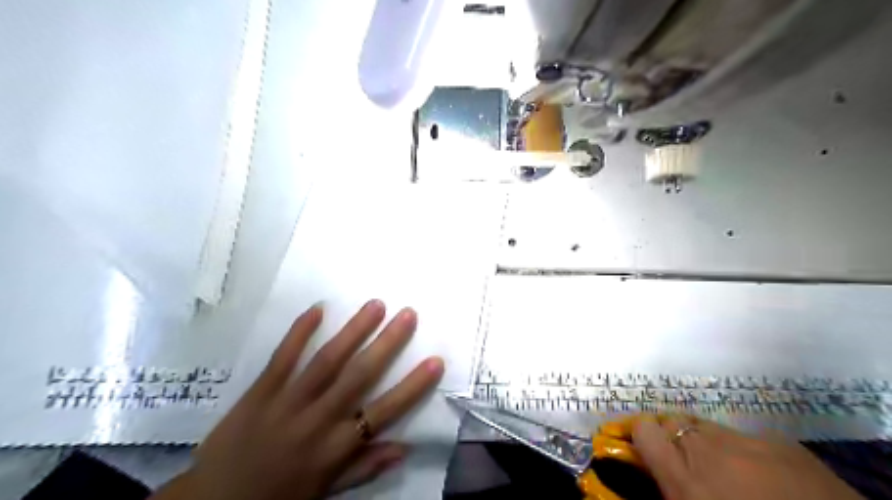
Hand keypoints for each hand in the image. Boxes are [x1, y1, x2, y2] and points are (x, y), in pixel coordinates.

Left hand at [154, 301, 448, 499]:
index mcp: (335, 447)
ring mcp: (286, 402)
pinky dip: (299, 333)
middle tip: (408, 315)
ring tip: (375, 305)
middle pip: (358, 377)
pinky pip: (282, 358)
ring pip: (326, 362)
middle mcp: (316, 420)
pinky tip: (317, 309)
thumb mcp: (326, 491)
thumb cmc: (278, 497)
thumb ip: (364, 468)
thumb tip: (405, 448)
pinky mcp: (259, 392)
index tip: (435, 361)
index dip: (412, 386)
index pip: (383, 412)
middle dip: (387, 344)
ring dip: (353, 331)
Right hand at [629, 415, 860, 499]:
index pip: (643, 430)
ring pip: (708, 426)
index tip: (647, 451)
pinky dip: (747, 452)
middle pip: (673, 422)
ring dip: (709, 443)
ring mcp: (747, 441)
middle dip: (675, 439)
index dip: (642, 437)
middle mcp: (708, 448)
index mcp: (685, 477)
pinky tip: (768, 478)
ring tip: (730, 472)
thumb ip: (671, 488)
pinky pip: (747, 438)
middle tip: (689, 466)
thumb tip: (657, 472)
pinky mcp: (781, 442)